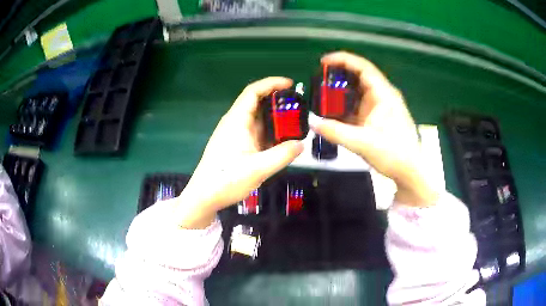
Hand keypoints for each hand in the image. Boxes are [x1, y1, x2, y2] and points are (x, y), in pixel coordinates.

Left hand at [176, 77, 303, 227]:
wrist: (204, 197)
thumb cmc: (226, 180)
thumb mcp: (258, 169)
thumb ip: (282, 155)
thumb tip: (301, 144)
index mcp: (236, 121)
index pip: (253, 92)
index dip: (271, 83)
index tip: (290, 84)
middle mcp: (234, 123)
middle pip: (256, 103)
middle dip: (277, 101)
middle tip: (299, 107)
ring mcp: (234, 135)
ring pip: (257, 119)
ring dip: (274, 118)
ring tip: (295, 123)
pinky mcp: (235, 146)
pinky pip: (255, 133)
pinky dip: (269, 132)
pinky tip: (281, 140)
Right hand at [310, 52, 438, 206]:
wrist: (409, 172)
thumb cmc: (394, 154)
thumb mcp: (362, 143)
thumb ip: (336, 132)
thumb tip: (312, 123)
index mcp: (384, 94)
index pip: (363, 67)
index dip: (343, 60)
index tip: (323, 62)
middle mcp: (383, 96)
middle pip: (359, 77)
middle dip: (339, 75)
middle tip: (318, 79)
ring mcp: (381, 107)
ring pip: (358, 92)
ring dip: (341, 92)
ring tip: (321, 94)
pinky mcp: (378, 118)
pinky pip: (359, 106)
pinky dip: (346, 106)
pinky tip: (333, 111)